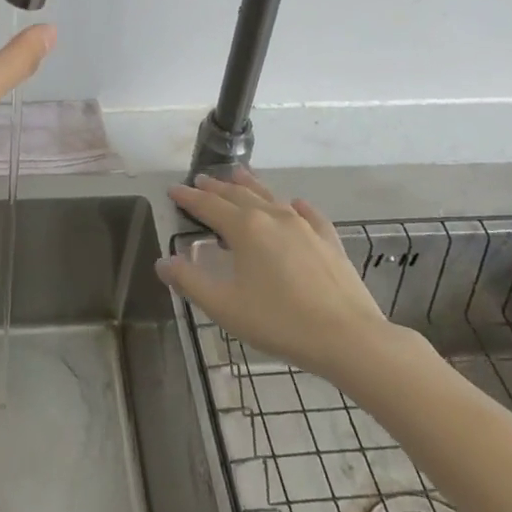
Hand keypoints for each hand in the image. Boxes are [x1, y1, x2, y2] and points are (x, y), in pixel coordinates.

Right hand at [156, 170, 397, 381]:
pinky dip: (295, 206)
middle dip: (216, 187)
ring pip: (270, 196)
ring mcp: (304, 226)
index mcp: (244, 228)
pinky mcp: (328, 241)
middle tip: (201, 178)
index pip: (208, 206)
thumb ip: (190, 282)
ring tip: (238, 174)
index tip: (173, 190)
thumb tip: (163, 262)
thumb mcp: (225, 307)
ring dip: (250, 185)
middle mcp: (272, 217)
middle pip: (238, 195)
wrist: (349, 338)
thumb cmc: (280, 321)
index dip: (188, 198)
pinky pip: (308, 214)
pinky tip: (295, 204)